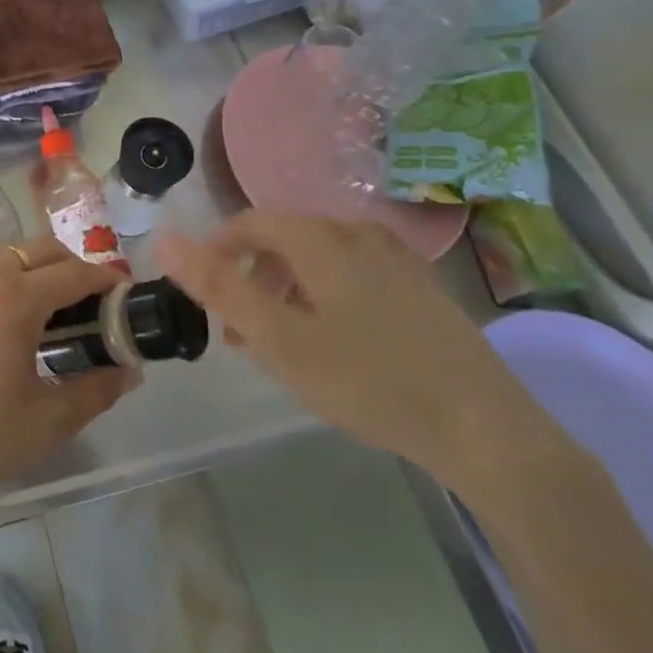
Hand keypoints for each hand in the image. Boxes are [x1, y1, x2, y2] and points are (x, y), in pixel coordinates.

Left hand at [0, 237, 137, 522]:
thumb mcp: (48, 420)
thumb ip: (96, 390)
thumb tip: (130, 372)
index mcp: (15, 300)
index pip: (73, 273)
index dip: (105, 281)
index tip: (124, 295)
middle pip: (41, 249)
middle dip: (73, 267)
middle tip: (91, 304)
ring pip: (9, 255)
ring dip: (38, 270)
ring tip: (52, 312)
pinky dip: (6, 280)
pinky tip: (9, 320)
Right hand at [157, 212, 539, 488]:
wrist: (488, 430)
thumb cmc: (369, 380)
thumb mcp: (279, 339)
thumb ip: (218, 287)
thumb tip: (164, 239)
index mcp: (321, 238)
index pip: (249, 223)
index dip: (216, 251)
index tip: (203, 294)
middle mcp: (357, 233)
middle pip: (284, 240)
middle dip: (251, 278)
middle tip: (239, 331)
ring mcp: (397, 259)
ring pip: (319, 260)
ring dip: (286, 291)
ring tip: (280, 343)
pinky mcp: (422, 288)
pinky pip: (353, 275)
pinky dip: (324, 297)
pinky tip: (334, 344)